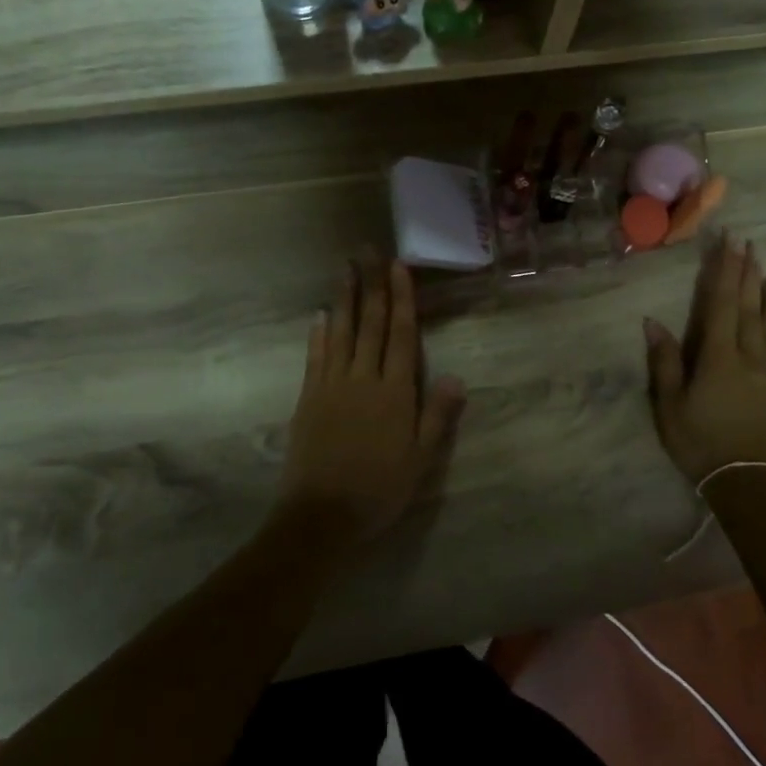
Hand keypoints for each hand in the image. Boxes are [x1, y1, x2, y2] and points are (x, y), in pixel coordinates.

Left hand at [279, 258, 466, 542]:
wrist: (321, 515)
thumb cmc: (379, 489)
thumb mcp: (420, 460)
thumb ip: (437, 416)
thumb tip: (456, 377)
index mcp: (394, 392)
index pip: (400, 335)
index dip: (401, 299)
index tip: (398, 267)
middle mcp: (363, 379)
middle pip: (369, 324)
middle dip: (371, 285)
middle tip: (368, 251)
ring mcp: (331, 385)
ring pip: (340, 332)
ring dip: (344, 298)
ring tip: (345, 268)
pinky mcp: (308, 398)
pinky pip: (315, 357)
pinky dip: (319, 333)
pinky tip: (321, 315)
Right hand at [644, 232, 765, 485]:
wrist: (751, 482)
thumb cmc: (701, 443)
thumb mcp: (670, 406)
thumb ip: (664, 362)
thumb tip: (653, 321)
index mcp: (718, 356)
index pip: (721, 303)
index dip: (724, 270)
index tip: (729, 242)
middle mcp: (750, 356)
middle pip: (749, 307)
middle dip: (747, 273)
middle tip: (750, 244)